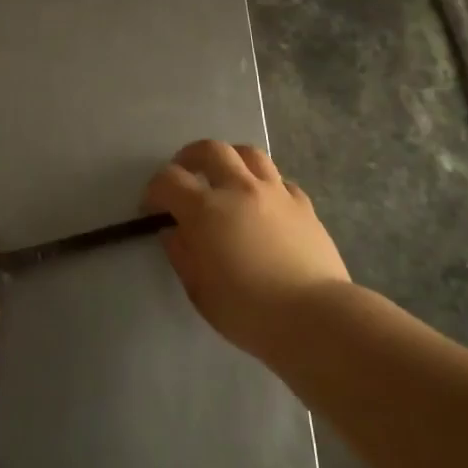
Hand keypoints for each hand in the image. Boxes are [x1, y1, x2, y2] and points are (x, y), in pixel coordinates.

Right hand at [145, 141, 349, 358]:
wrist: (315, 318)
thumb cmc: (248, 311)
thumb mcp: (199, 290)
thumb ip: (182, 253)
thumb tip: (174, 230)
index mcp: (206, 210)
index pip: (169, 180)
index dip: (155, 189)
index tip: (152, 207)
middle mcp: (239, 189)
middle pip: (210, 150)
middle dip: (190, 157)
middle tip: (184, 174)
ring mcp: (275, 192)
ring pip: (248, 153)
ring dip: (230, 159)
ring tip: (225, 176)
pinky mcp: (303, 205)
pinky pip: (279, 180)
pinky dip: (264, 184)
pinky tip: (263, 202)